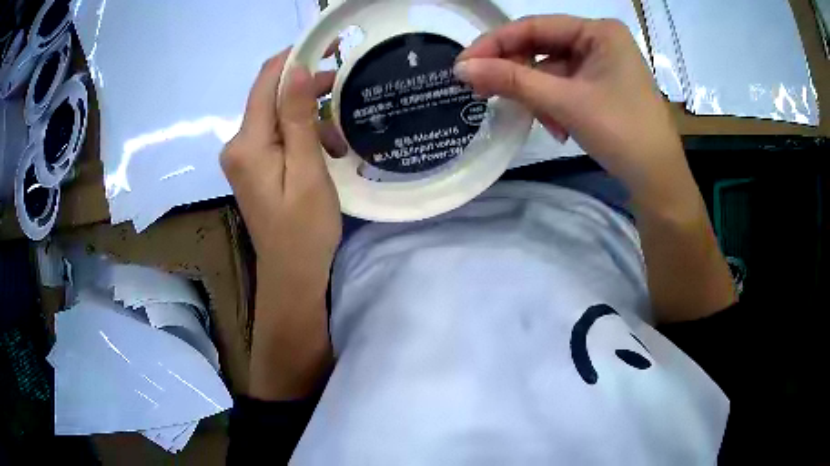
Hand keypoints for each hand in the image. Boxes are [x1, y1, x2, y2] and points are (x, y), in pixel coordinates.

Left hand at [221, 49, 338, 397]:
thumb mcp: (307, 170)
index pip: (266, 82)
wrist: (291, 273)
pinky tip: (324, 153)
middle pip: (271, 98)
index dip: (293, 58)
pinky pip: (277, 135)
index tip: (325, 45)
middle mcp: (237, 144)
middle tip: (344, 92)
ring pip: (277, 117)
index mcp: (247, 143)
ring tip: (339, 145)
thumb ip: (298, 118)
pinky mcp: (251, 166)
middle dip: (308, 92)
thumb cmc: (304, 228)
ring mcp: (242, 156)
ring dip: (309, 120)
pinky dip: (301, 136)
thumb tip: (295, 70)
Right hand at [454, 15, 684, 202]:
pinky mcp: (603, 87)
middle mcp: (600, 41)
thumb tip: (462, 68)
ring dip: (540, 97)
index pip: (535, 26)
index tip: (463, 65)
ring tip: (545, 124)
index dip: (496, 43)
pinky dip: (555, 105)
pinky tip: (559, 127)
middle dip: (521, 75)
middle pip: (543, 48)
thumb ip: (513, 80)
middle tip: (489, 95)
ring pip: (552, 71)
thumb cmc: (621, 132)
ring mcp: (603, 65)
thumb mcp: (565, 102)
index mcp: (598, 31)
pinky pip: (565, 87)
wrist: (659, 181)